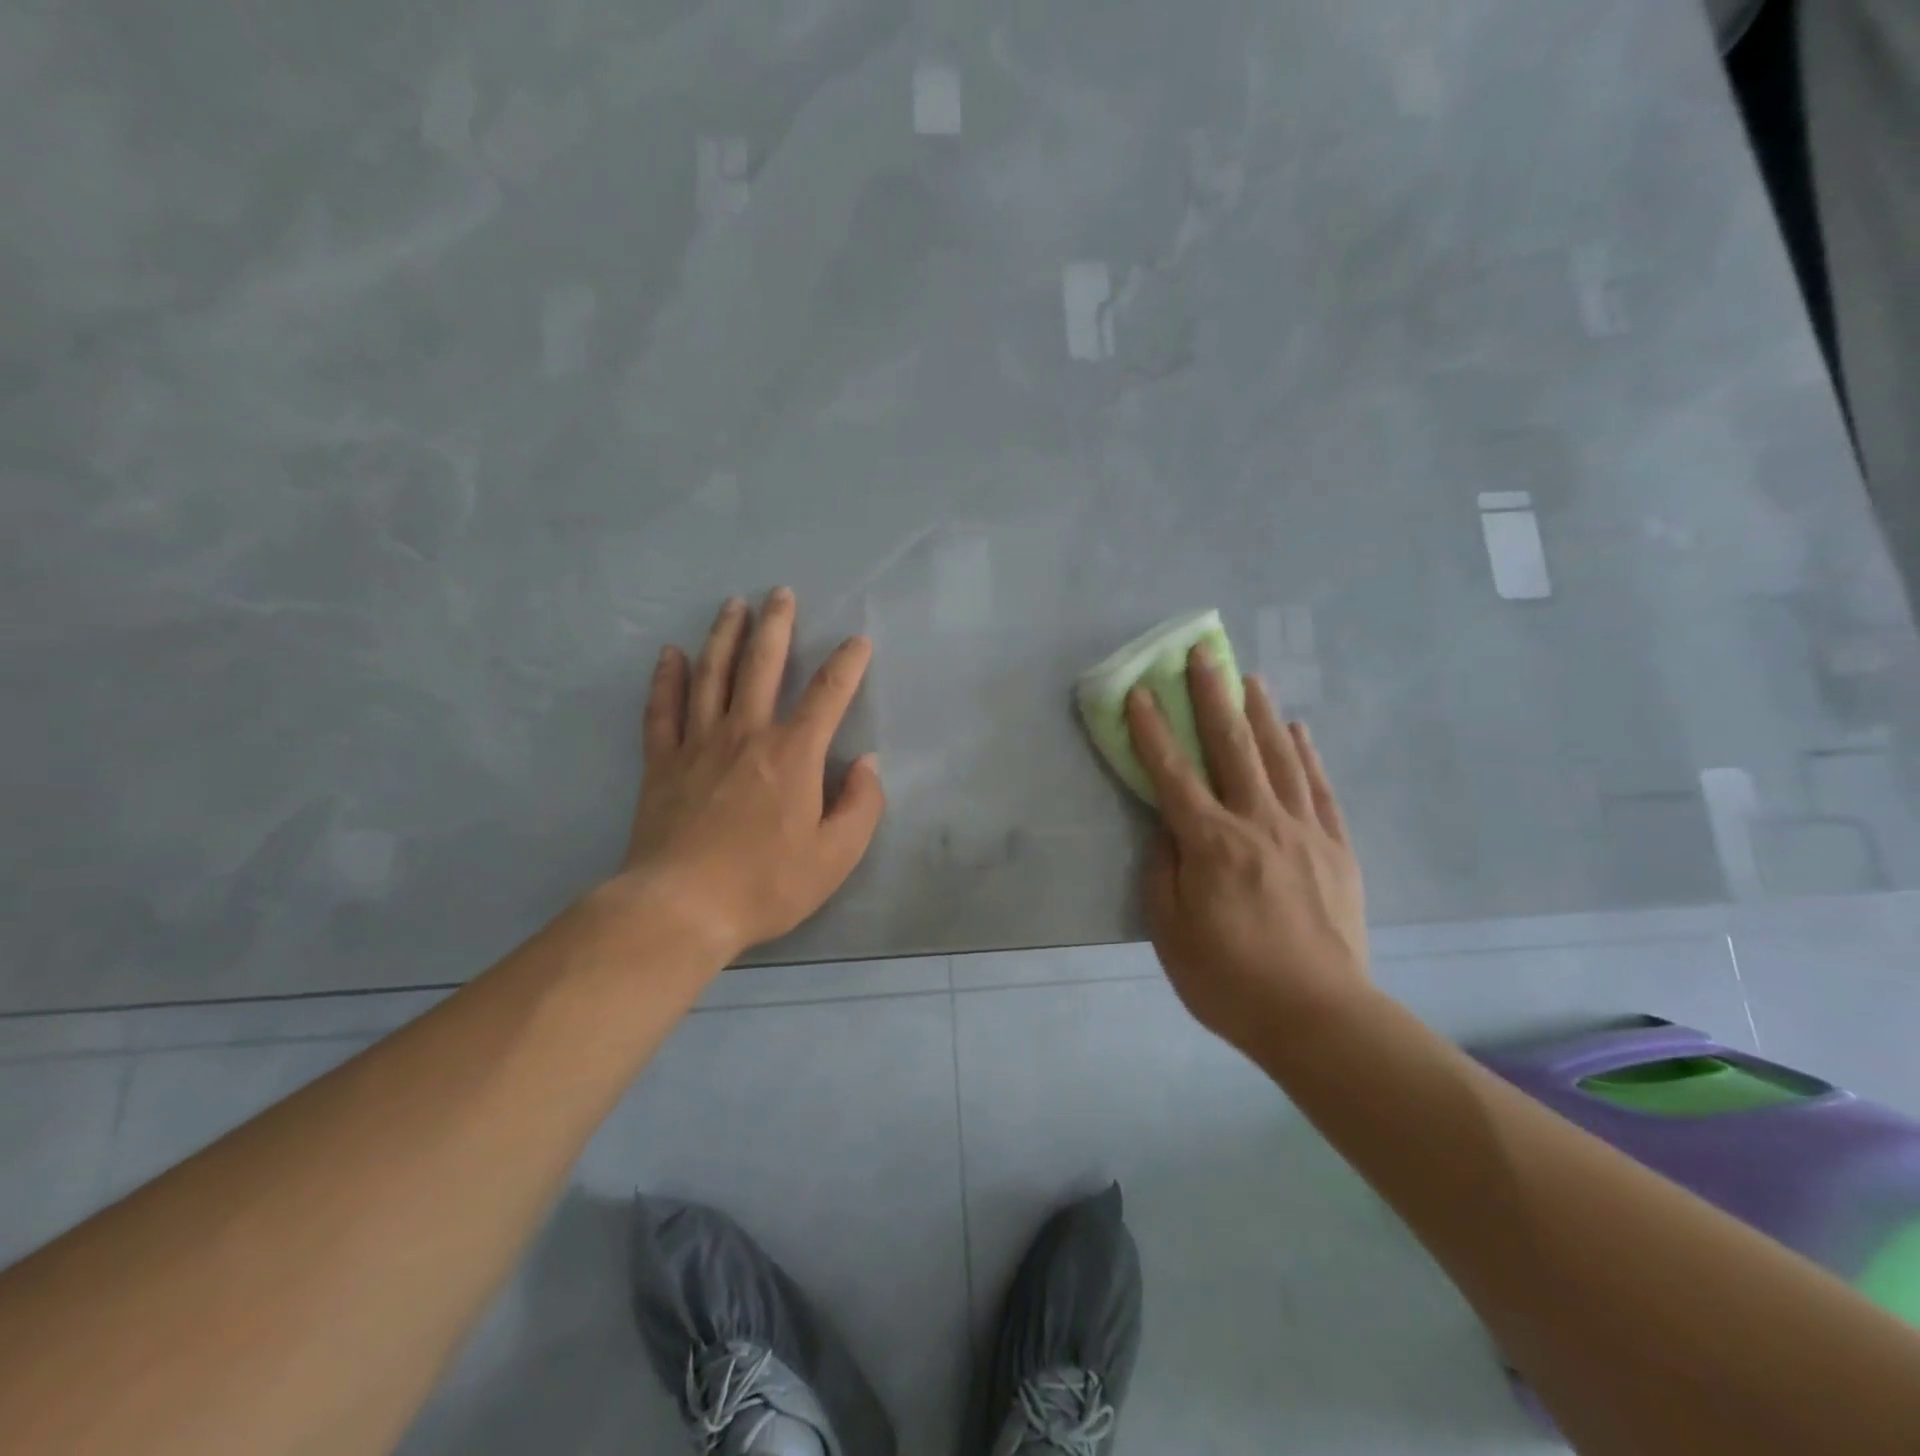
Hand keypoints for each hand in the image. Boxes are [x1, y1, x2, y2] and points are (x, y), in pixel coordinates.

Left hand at [619, 589, 884, 960]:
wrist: (681, 908)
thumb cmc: (766, 884)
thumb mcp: (835, 856)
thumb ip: (861, 806)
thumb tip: (866, 764)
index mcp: (793, 754)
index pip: (827, 694)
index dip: (847, 664)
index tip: (857, 641)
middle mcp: (746, 733)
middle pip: (762, 665)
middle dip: (776, 625)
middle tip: (780, 593)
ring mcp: (698, 743)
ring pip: (712, 674)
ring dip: (724, 635)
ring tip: (733, 605)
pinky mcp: (662, 762)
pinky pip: (662, 708)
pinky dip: (667, 678)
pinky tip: (671, 653)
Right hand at [1125, 648, 1369, 1056]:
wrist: (1319, 1017)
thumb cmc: (1230, 980)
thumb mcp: (1171, 933)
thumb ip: (1164, 872)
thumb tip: (1167, 830)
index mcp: (1211, 844)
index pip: (1173, 774)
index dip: (1152, 730)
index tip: (1140, 692)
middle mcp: (1257, 823)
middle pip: (1231, 747)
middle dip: (1212, 696)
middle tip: (1203, 654)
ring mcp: (1303, 831)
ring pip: (1279, 757)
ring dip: (1260, 713)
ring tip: (1248, 677)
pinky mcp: (1336, 847)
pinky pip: (1319, 788)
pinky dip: (1307, 754)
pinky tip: (1298, 729)